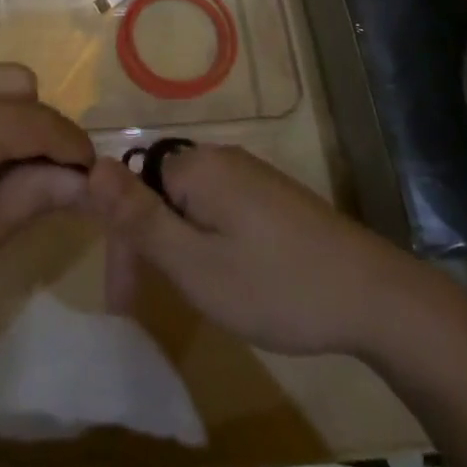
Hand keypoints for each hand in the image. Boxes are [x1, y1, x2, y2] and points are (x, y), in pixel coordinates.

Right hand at [80, 144, 431, 356]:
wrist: (374, 297)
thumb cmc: (274, 285)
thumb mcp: (194, 264)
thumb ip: (139, 218)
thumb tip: (92, 164)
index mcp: (197, 167)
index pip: (132, 188)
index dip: (121, 242)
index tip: (124, 300)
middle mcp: (222, 158)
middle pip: (160, 194)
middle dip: (147, 247)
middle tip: (146, 307)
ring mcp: (252, 176)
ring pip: (190, 206)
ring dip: (176, 248)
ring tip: (191, 297)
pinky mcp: (273, 197)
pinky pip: (220, 210)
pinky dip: (207, 243)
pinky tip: (227, 278)